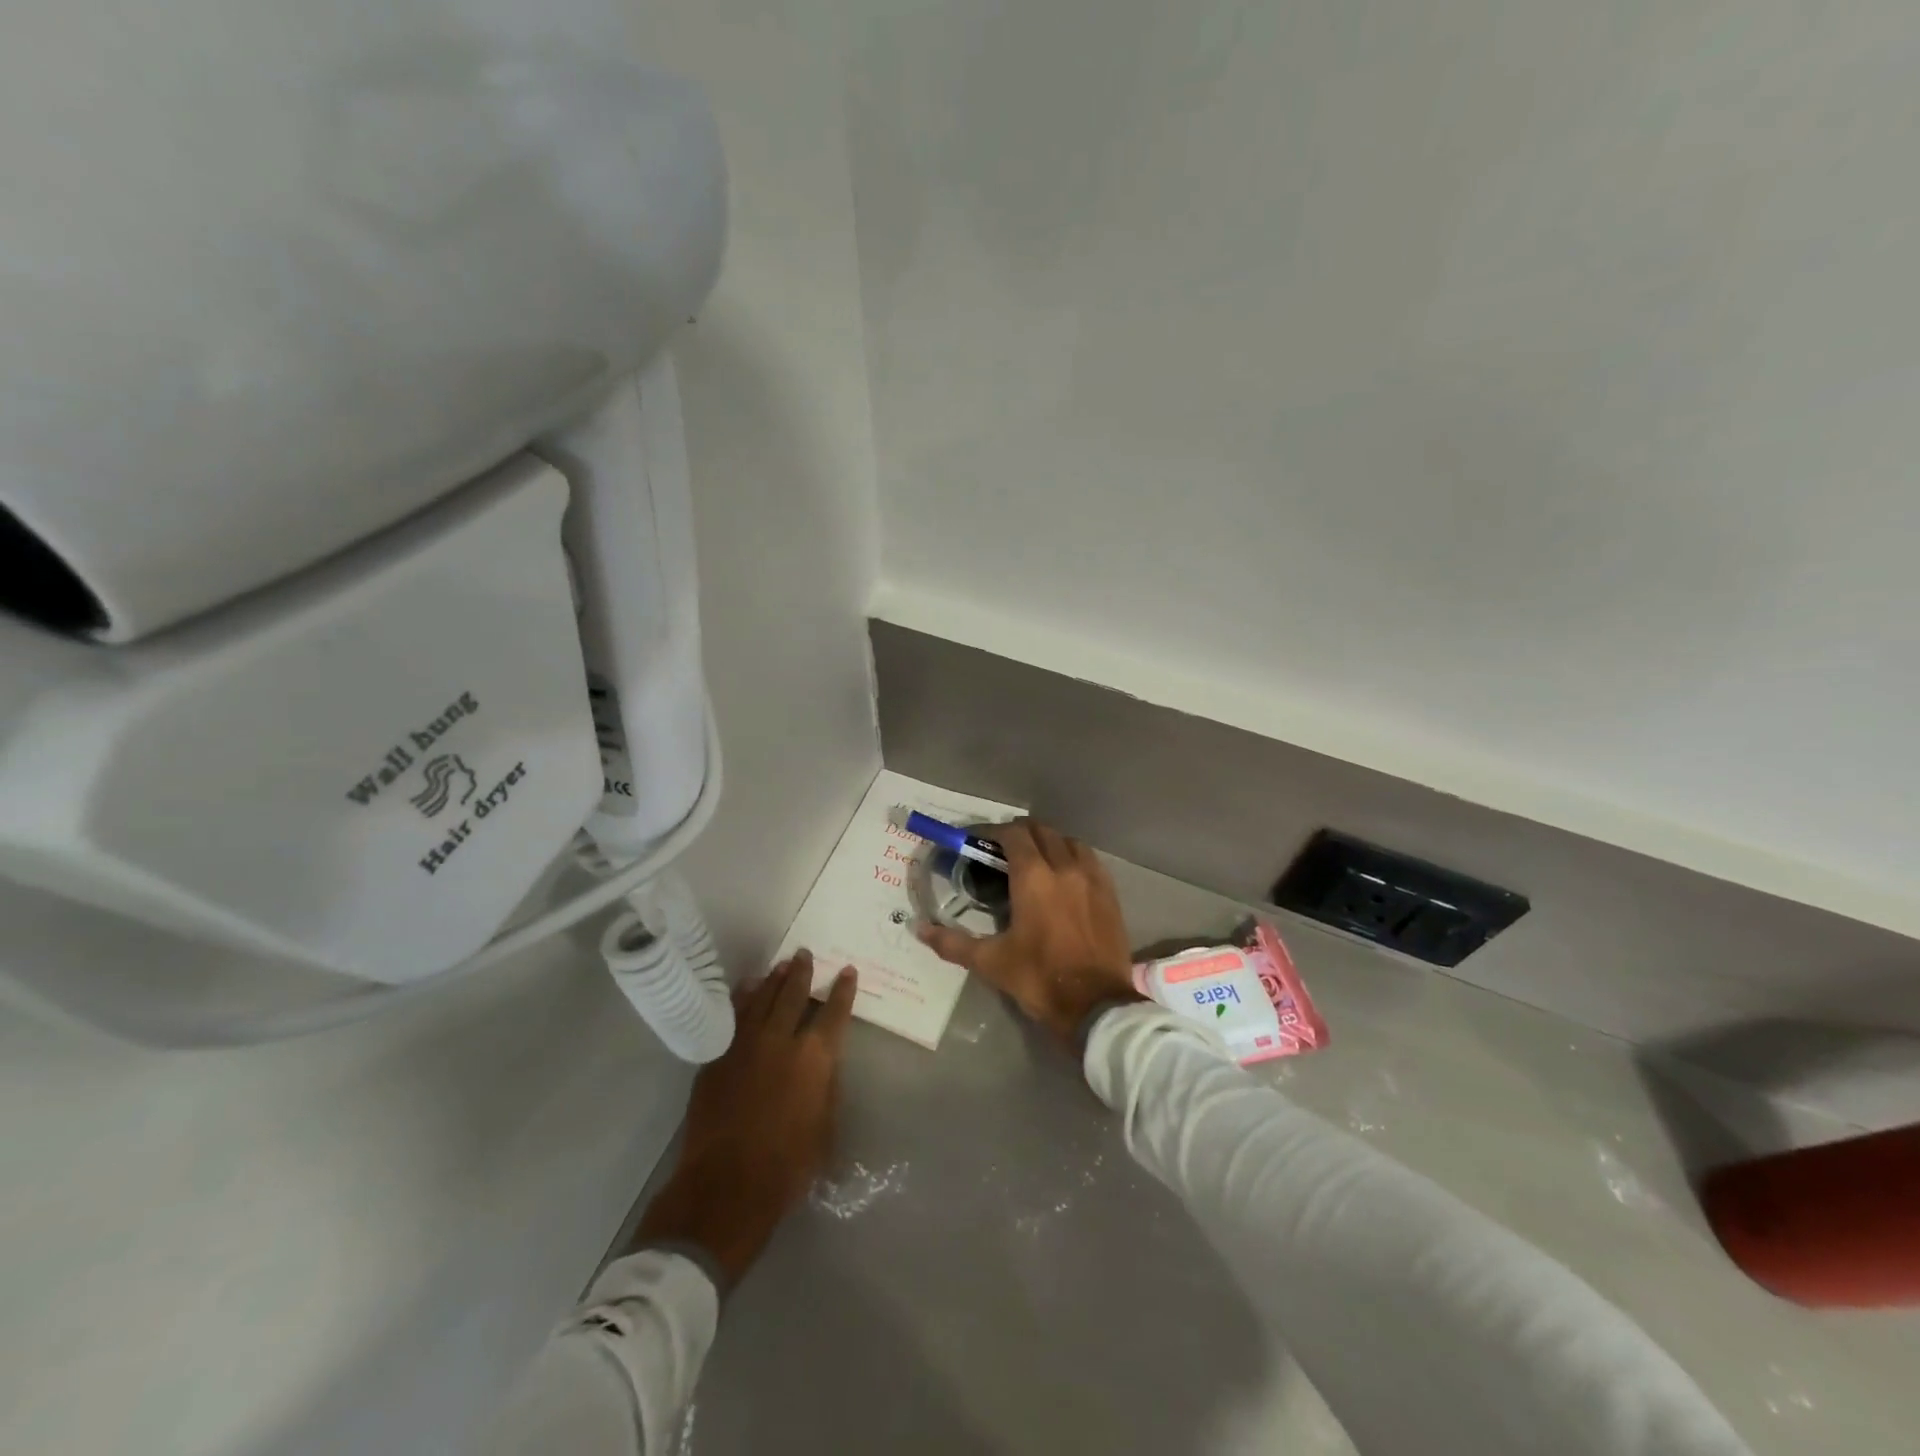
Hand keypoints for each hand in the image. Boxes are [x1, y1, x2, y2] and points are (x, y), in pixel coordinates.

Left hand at [635, 951, 856, 1285]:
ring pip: (762, 999)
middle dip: (803, 972)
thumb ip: (826, 1087)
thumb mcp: (826, 1128)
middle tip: (804, 954)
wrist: (726, 1185)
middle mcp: (781, 1040)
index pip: (834, 1012)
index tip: (847, 971)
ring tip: (780, 966)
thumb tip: (823, 1065)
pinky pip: (734, 1016)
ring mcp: (745, 1045)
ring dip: (773, 980)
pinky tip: (746, 990)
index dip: (842, 990)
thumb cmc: (788, 1165)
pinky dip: (743, 999)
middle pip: (793, 994)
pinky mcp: (718, 1057)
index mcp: (815, 1057)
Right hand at [917, 819, 1139, 1044]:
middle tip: (1000, 850)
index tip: (977, 840)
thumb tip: (920, 929)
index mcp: (1034, 877)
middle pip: (1042, 831)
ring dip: (1049, 842)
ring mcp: (1092, 878)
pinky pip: (1090, 860)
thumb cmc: (1039, 978)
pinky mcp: (1110, 893)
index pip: (1013, 834)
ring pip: (1069, 842)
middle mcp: (1064, 867)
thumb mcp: (990, 962)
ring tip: (1034, 859)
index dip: (993, 832)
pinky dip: (1073, 857)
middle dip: (1019, 834)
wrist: (1096, 1006)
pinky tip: (1064, 876)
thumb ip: (952, 942)